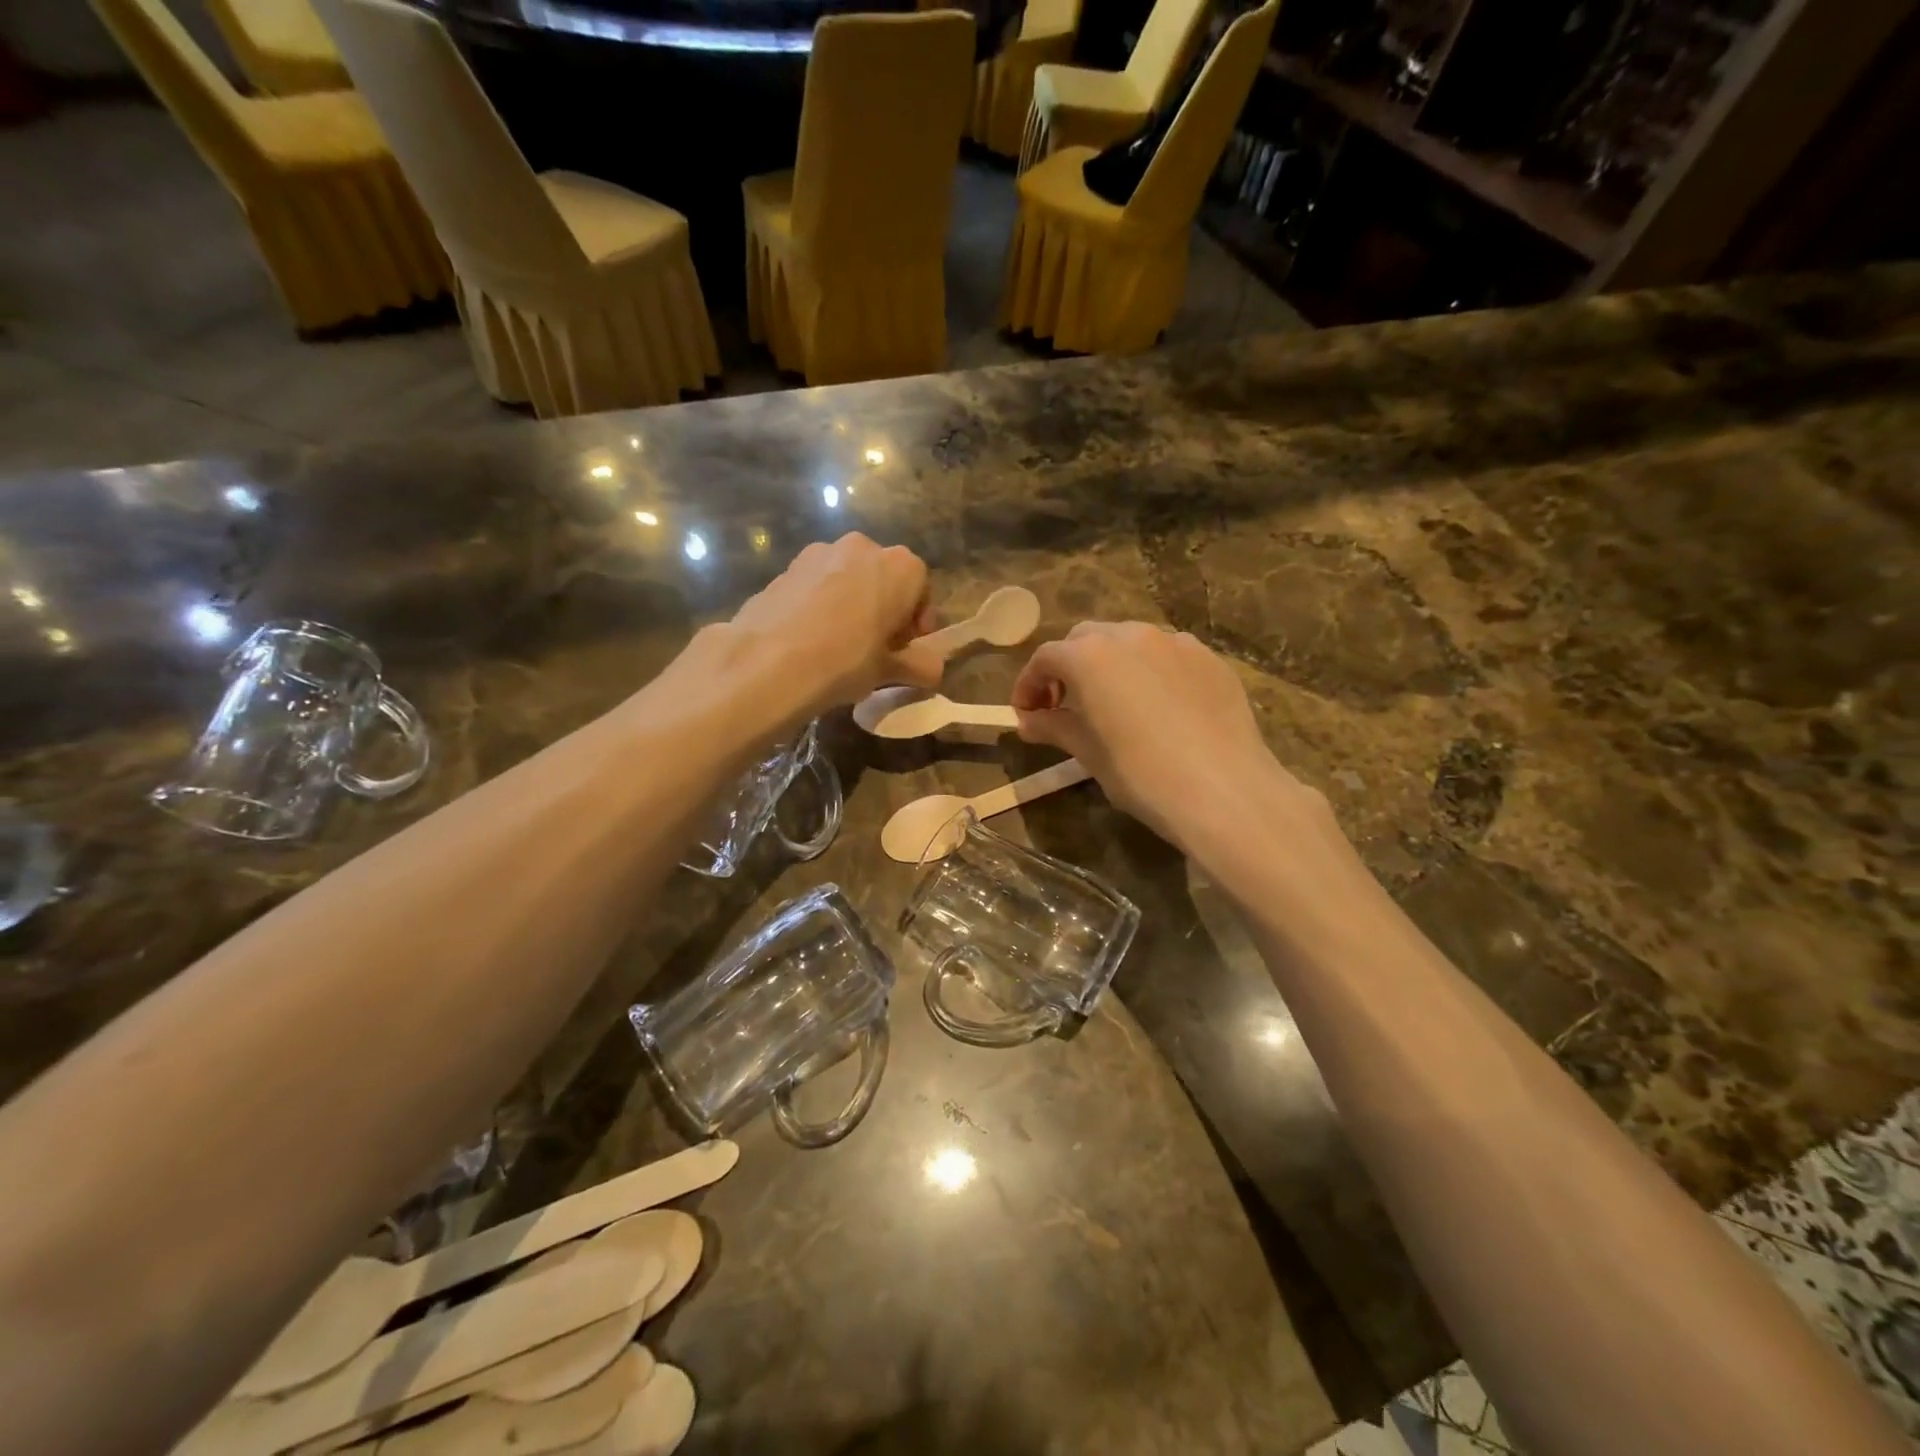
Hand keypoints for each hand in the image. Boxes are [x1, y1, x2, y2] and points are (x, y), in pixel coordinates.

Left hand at [725, 534, 942, 720]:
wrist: (769, 661)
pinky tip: (809, 638)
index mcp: (900, 567)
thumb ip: (920, 666)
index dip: (918, 622)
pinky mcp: (787, 566)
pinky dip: (821, 604)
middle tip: (876, 647)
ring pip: (848, 578)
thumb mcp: (889, 670)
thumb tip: (933, 670)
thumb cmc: (846, 661)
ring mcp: (820, 552)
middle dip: (885, 608)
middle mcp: (862, 547)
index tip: (907, 649)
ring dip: (852, 604)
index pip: (921, 589)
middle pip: (884, 578)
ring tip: (839, 643)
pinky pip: (817, 584)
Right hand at [1011, 622, 1331, 853]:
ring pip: (1129, 642)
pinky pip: (1167, 655)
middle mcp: (1131, 636)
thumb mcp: (1089, 753)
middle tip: (1064, 705)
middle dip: (1068, 667)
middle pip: (1086, 640)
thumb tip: (1029, 721)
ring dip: (1110, 664)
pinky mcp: (1210, 659)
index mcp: (1091, 656)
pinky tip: (1158, 706)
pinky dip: (1150, 671)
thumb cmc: (1142, 774)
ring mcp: (1176, 643)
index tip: (1025, 713)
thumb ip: (1055, 727)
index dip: (1029, 684)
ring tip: (1112, 702)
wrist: (1224, 790)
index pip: (1046, 657)